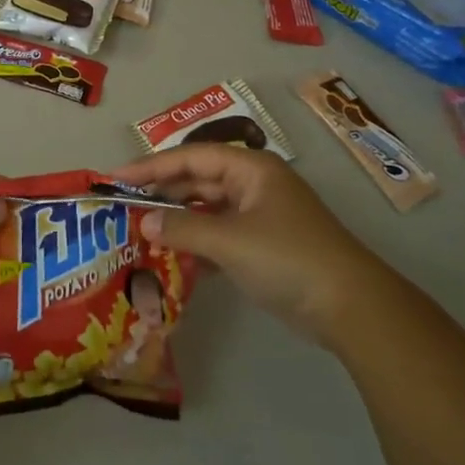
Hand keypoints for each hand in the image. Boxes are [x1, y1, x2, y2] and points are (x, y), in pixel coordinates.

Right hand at [112, 144, 366, 345]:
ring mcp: (260, 215)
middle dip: (162, 192)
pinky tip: (171, 256)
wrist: (350, 307)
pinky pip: (219, 233)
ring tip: (140, 229)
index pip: (190, 157)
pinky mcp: (264, 245)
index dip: (150, 166)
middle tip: (123, 204)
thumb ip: (182, 228)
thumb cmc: (287, 258)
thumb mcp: (229, 241)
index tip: (114, 177)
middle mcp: (254, 184)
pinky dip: (196, 241)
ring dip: (177, 219)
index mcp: (250, 169)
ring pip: (208, 208)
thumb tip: (145, 222)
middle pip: (198, 180)